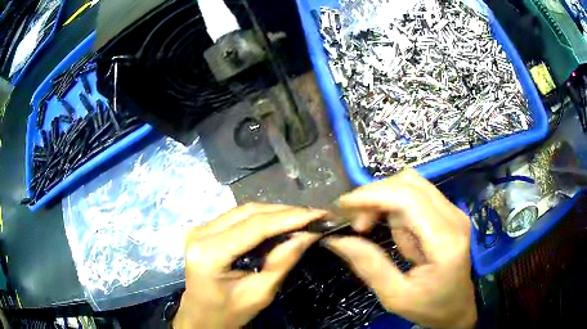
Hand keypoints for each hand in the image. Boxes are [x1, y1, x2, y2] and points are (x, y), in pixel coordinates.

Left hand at [174, 203, 324, 328]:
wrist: (200, 317)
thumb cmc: (228, 313)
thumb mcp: (259, 294)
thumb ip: (281, 262)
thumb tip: (308, 235)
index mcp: (209, 253)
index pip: (255, 226)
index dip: (290, 217)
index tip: (319, 215)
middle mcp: (200, 233)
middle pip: (249, 212)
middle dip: (285, 212)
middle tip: (315, 215)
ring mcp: (200, 229)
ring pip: (244, 211)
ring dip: (275, 213)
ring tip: (303, 217)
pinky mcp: (204, 230)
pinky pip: (237, 217)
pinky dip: (261, 218)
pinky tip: (280, 222)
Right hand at [324, 169, 475, 327]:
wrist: (457, 307)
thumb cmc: (430, 307)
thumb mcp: (395, 296)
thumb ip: (369, 266)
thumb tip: (336, 239)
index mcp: (444, 241)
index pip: (408, 199)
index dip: (372, 195)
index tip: (342, 207)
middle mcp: (453, 217)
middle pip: (409, 183)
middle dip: (375, 196)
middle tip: (357, 224)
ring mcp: (453, 212)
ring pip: (411, 185)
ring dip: (384, 201)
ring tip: (371, 229)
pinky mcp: (449, 213)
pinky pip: (416, 196)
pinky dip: (395, 207)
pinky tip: (394, 232)